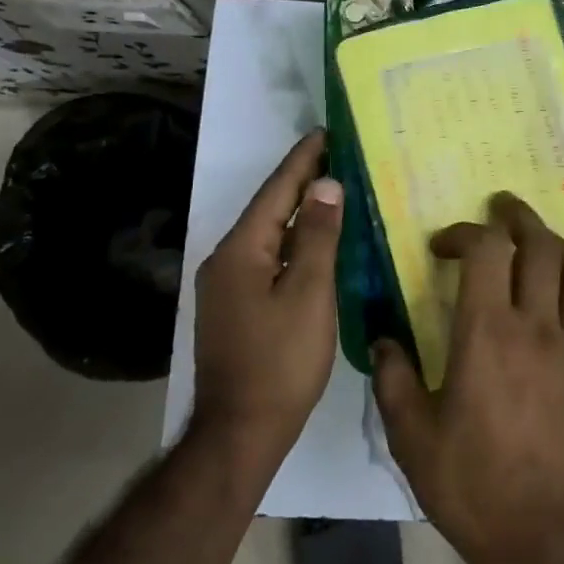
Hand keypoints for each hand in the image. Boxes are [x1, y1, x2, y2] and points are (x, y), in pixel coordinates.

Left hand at [191, 130, 343, 462]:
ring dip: (300, 213)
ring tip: (333, 191)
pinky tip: (317, 244)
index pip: (277, 192)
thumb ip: (319, 237)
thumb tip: (326, 185)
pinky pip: (268, 260)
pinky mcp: (236, 307)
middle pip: (270, 210)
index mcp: (241, 251)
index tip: (326, 132)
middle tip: (337, 156)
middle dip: (302, 182)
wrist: (240, 431)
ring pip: (269, 236)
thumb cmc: (281, 361)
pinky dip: (295, 244)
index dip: (303, 160)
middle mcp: (226, 260)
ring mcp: (227, 287)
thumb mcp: (310, 295)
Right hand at [373, 192, 563, 563]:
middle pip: (541, 247)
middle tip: (504, 209)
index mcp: (488, 332)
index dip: (465, 233)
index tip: (445, 245)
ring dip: (560, 249)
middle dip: (521, 219)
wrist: (545, 539)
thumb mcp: (412, 436)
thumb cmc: (472, 485)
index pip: (486, 250)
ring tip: (542, 243)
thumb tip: (384, 339)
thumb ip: (393, 378)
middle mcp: (538, 327)